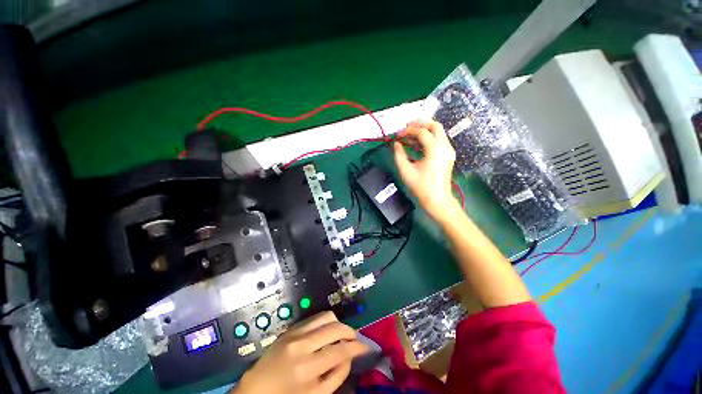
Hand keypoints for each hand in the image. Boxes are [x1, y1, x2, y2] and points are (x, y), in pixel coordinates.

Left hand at [232, 311, 368, 393]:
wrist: (256, 389)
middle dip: (350, 332)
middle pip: (335, 327)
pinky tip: (327, 332)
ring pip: (326, 316)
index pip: (340, 351)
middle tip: (354, 340)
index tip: (366, 347)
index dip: (357, 347)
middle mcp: (302, 345)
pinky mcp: (291, 328)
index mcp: (307, 368)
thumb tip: (350, 357)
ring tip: (341, 335)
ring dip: (338, 324)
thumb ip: (336, 376)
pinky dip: (326, 322)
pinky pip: (315, 317)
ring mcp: (295, 333)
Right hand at [393, 120, 458, 222]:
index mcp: (435, 149)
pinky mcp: (448, 155)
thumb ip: (399, 154)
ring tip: (409, 136)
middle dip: (419, 124)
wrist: (437, 200)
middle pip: (434, 125)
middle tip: (406, 128)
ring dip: (424, 131)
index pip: (421, 132)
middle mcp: (445, 146)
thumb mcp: (406, 171)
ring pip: (438, 132)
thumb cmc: (421, 187)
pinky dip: (428, 138)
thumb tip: (396, 143)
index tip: (397, 135)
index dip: (407, 131)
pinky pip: (439, 140)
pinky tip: (417, 145)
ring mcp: (449, 150)